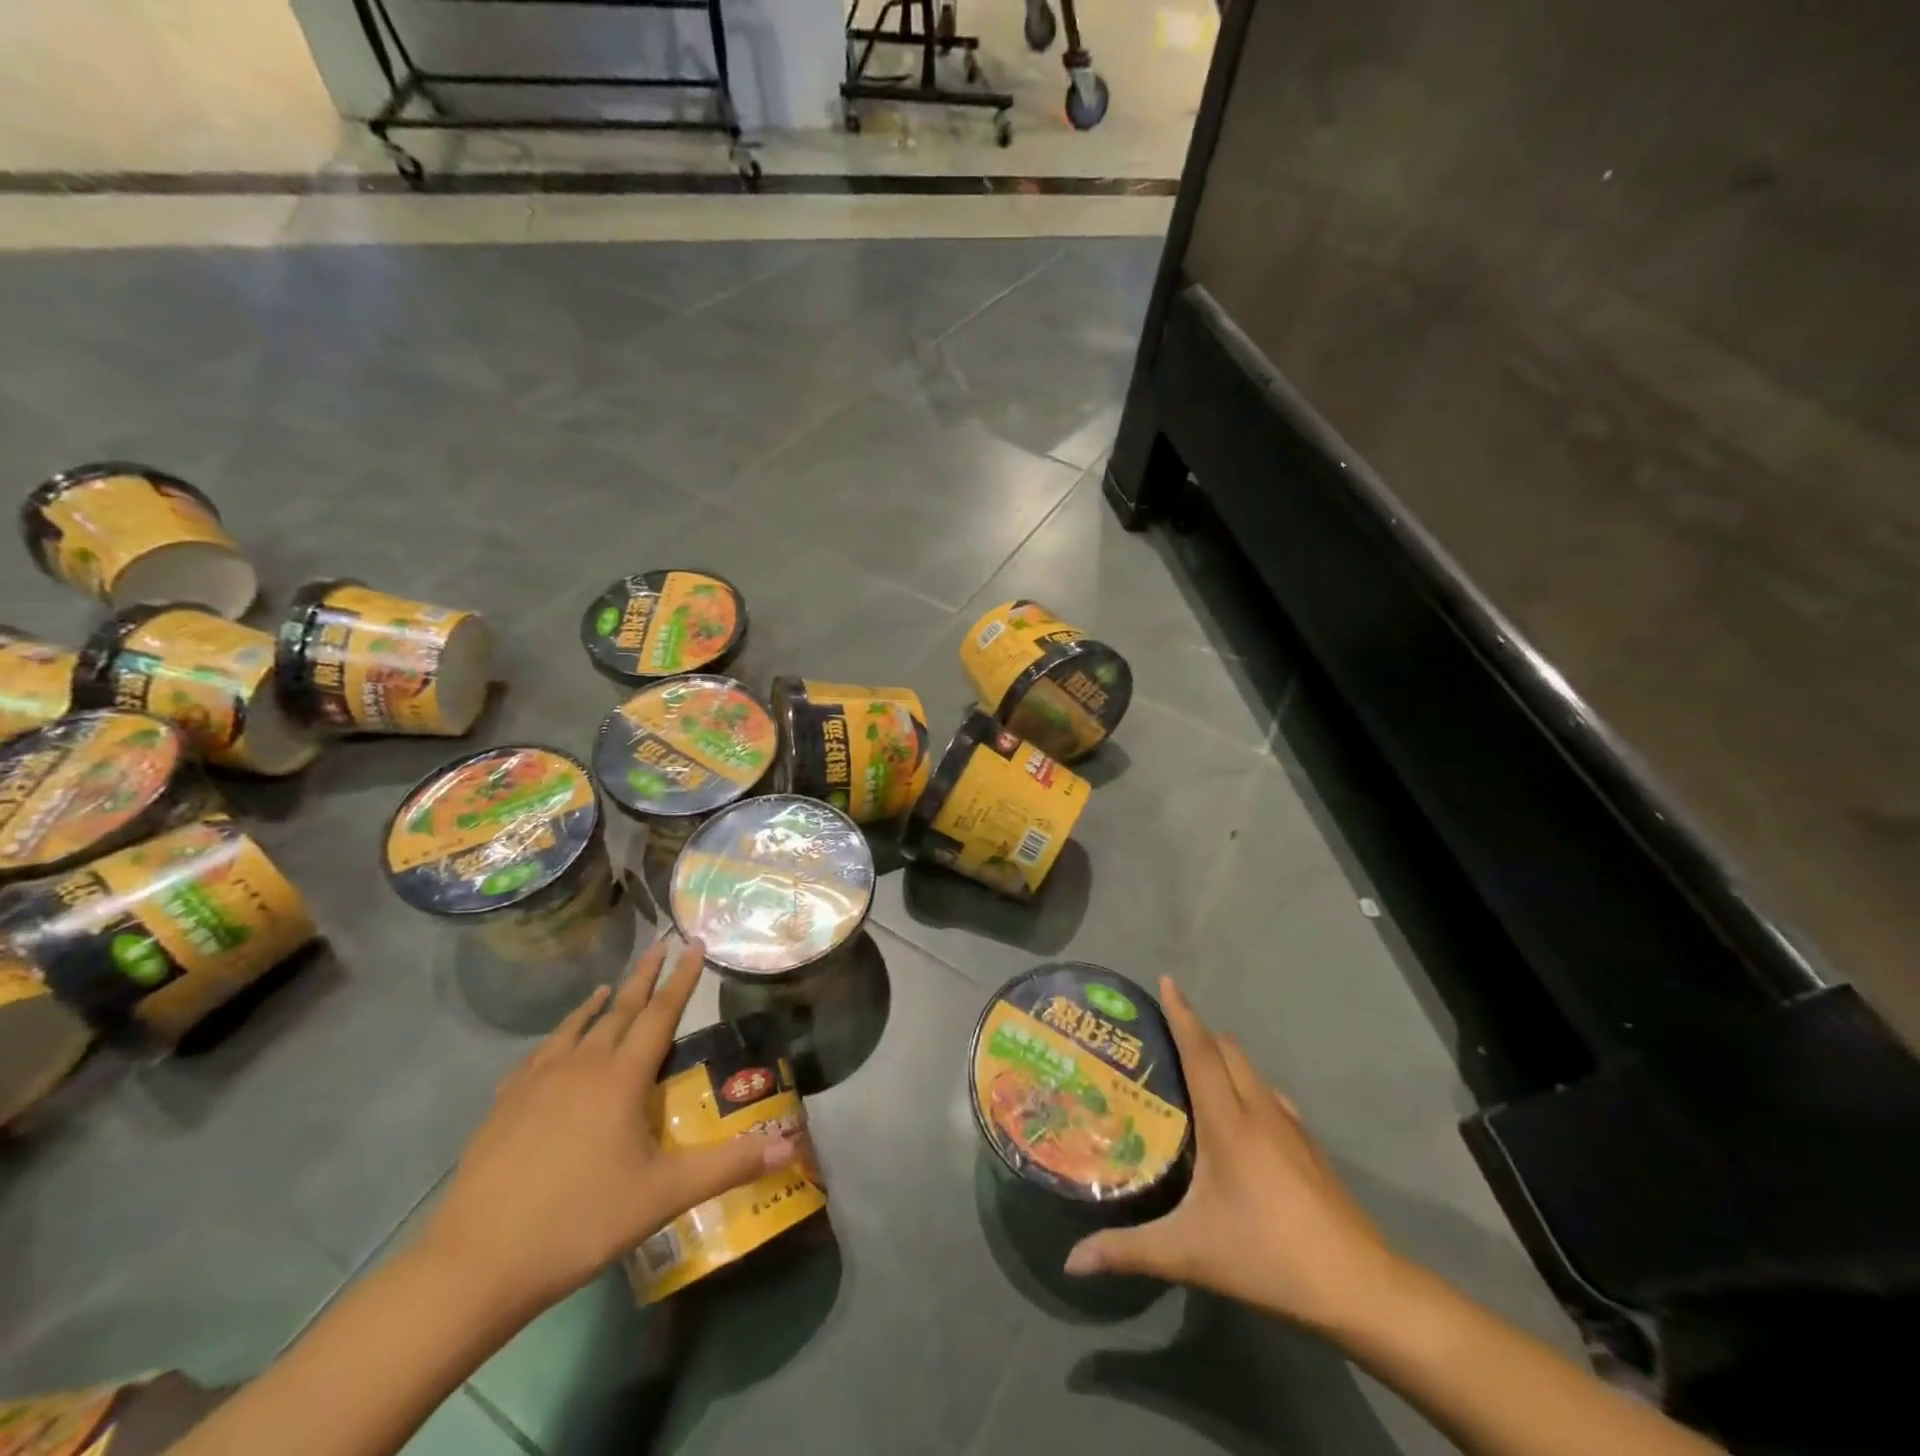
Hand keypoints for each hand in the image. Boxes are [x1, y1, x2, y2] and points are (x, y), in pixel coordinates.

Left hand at [418, 936, 794, 1315]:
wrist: (474, 1264)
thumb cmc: (578, 1222)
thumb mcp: (663, 1196)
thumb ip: (728, 1166)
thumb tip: (791, 1145)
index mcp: (621, 1078)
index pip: (660, 1014)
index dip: (681, 979)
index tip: (693, 942)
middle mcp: (581, 1066)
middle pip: (619, 1009)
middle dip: (644, 975)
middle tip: (660, 943)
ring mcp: (536, 1083)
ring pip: (576, 1028)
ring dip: (599, 1002)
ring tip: (610, 985)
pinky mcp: (504, 1105)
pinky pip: (540, 1054)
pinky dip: (559, 1035)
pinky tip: (556, 1044)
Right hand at [1064, 977, 1401, 1336]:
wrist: (1362, 1288)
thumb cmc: (1269, 1257)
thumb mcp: (1190, 1255)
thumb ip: (1128, 1252)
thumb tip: (1072, 1261)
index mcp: (1228, 1121)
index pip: (1201, 1050)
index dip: (1182, 1013)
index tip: (1166, 980)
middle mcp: (1259, 1110)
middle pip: (1227, 1050)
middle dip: (1198, 1031)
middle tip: (1162, 1038)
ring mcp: (1291, 1126)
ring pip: (1251, 1070)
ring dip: (1223, 1058)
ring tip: (1193, 1075)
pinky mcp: (1309, 1147)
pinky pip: (1270, 1096)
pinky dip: (1246, 1087)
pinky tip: (1238, 1119)